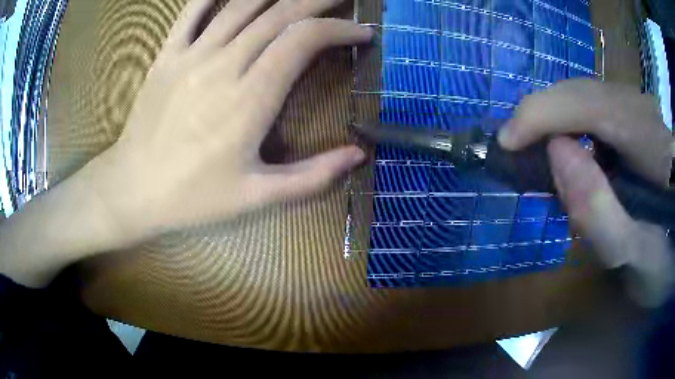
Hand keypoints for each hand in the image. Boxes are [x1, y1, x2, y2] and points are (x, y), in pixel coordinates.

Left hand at [88, 0, 371, 237]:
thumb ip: (311, 177)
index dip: (339, 29)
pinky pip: (192, 11)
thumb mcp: (255, 198)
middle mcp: (223, 65)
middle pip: (280, 14)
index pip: (303, 41)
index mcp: (249, 100)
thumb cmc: (192, 198)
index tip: (363, 33)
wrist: (133, 189)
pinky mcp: (167, 55)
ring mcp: (191, 55)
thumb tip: (358, 154)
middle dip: (318, 0)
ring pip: (242, 4)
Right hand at [498, 79, 674, 306]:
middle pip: (580, 93)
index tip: (506, 144)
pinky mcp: (632, 114)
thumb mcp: (638, 254)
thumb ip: (600, 212)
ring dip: (554, 119)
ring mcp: (636, 107)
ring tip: (537, 150)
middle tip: (517, 150)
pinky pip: (591, 107)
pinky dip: (569, 122)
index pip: (590, 105)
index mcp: (651, 140)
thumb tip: (555, 153)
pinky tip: (568, 149)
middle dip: (542, 115)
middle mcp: (641, 109)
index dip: (542, 114)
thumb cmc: (664, 252)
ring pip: (583, 96)